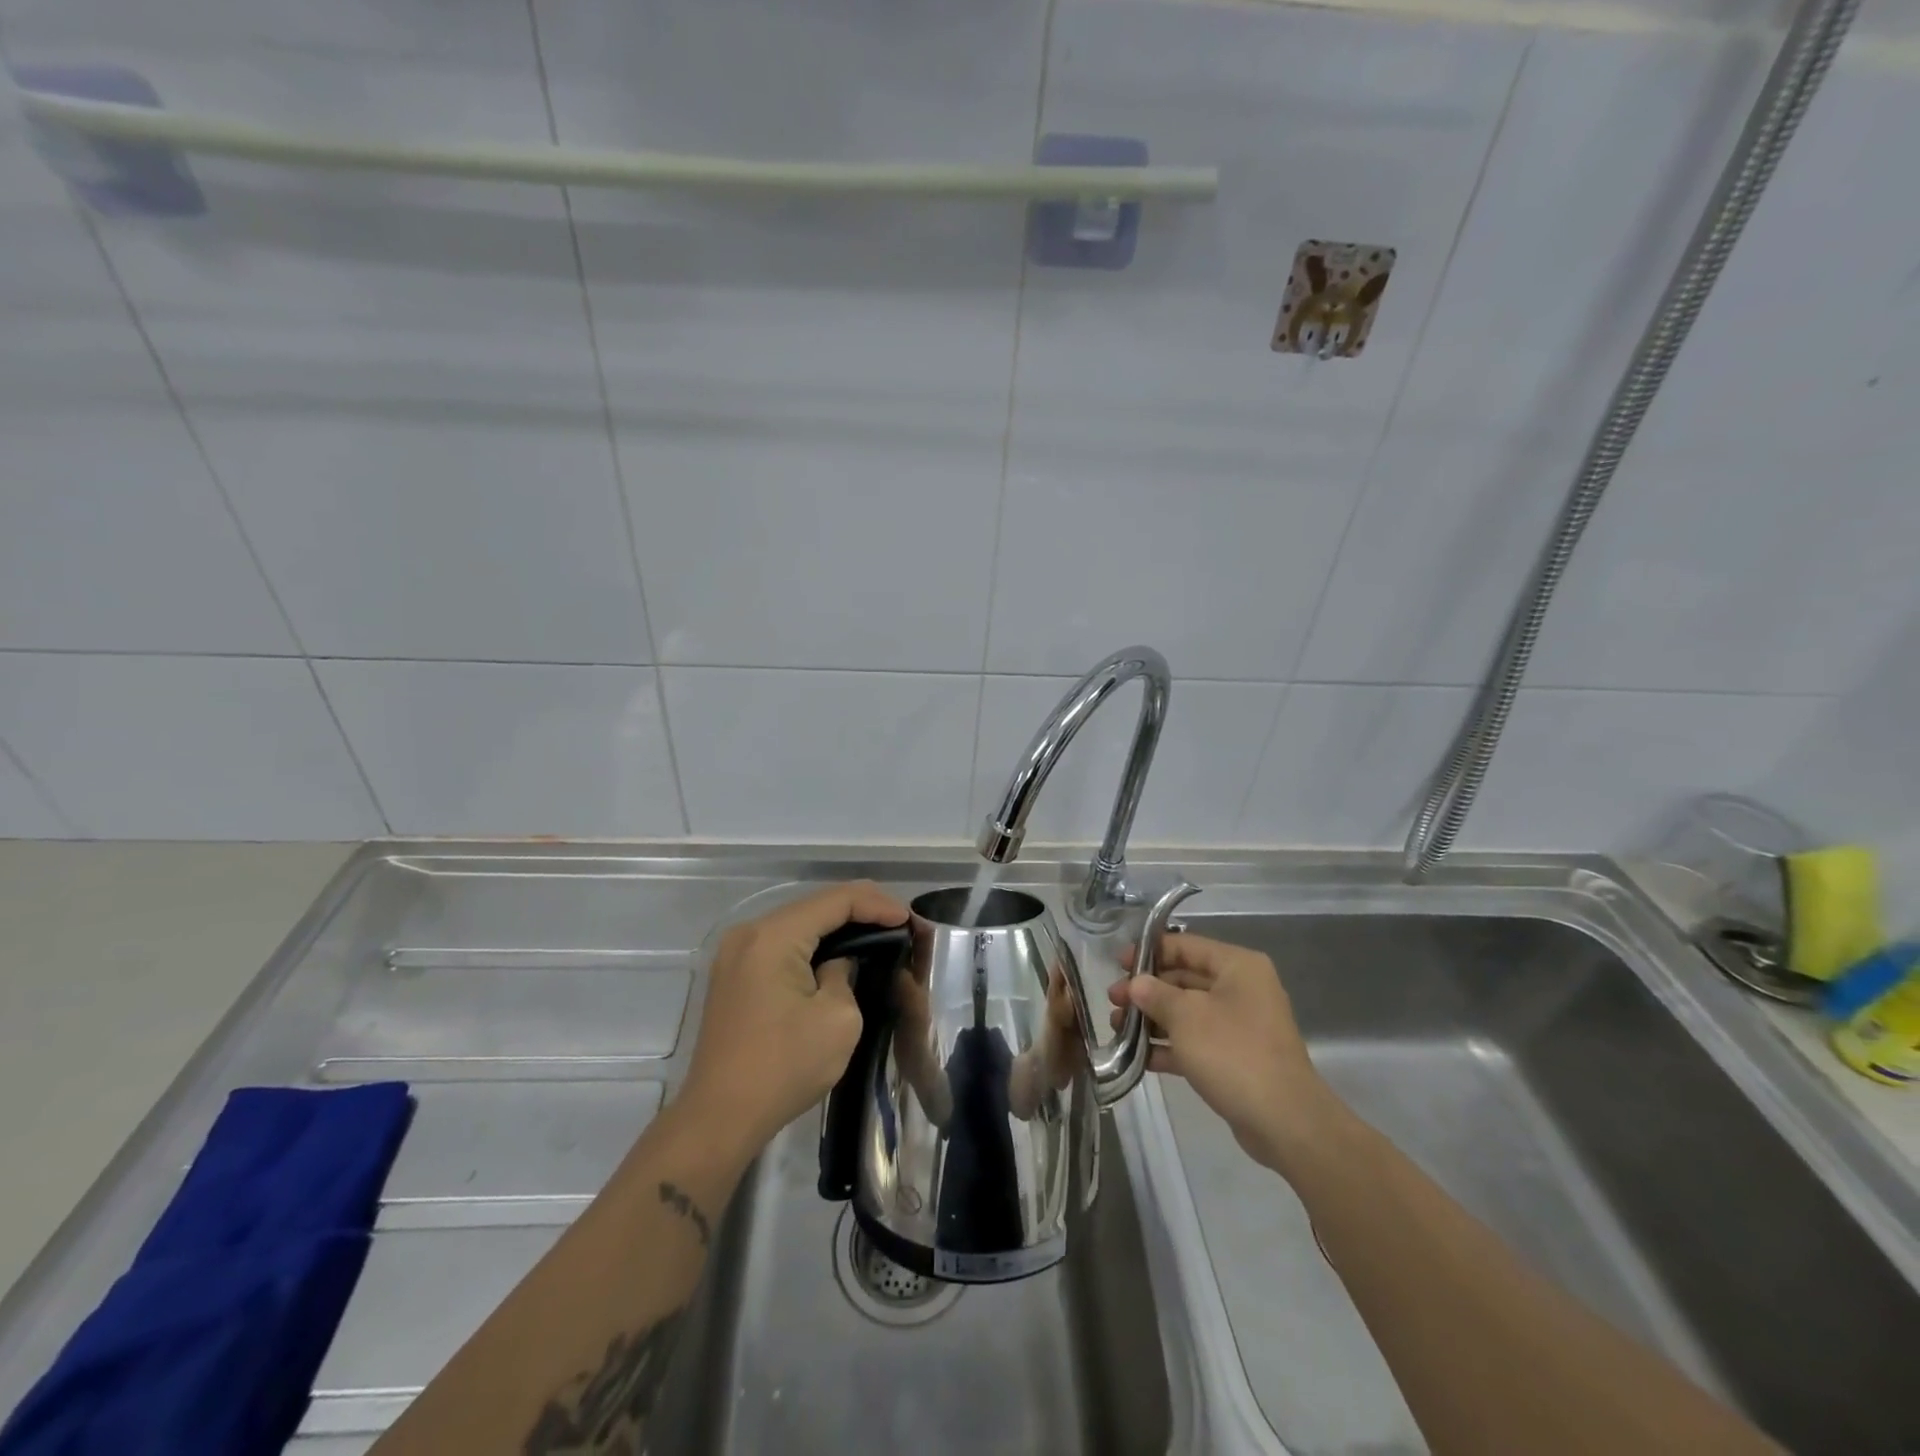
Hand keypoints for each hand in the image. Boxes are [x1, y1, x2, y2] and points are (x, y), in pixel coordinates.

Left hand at [679, 880, 909, 1160]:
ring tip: (877, 935)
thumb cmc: (784, 1067)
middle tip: (899, 925)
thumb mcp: (838, 1019)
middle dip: (860, 911)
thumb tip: (839, 963)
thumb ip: (846, 973)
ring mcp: (736, 953)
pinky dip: (813, 944)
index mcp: (773, 936)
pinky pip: (782, 944)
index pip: (836, 900)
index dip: (878, 904)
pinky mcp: (733, 974)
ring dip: (837, 927)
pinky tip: (839, 954)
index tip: (910, 921)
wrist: (719, 1118)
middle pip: (815, 905)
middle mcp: (749, 933)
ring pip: (798, 923)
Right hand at [1107, 932, 1344, 1173]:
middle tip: (1112, 1001)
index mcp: (1237, 966)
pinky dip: (1169, 1046)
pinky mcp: (1235, 1058)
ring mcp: (1239, 1025)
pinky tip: (1138, 1057)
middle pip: (1184, 979)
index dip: (1149, 952)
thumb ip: (1155, 994)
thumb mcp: (1186, 1016)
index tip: (1117, 964)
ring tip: (1117, 1029)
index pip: (1185, 946)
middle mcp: (1241, 989)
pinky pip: (1195, 1042)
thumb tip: (1136, 984)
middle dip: (1146, 990)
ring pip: (1187, 1012)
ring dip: (1152, 1019)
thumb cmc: (1233, 1052)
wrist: (1284, 1121)